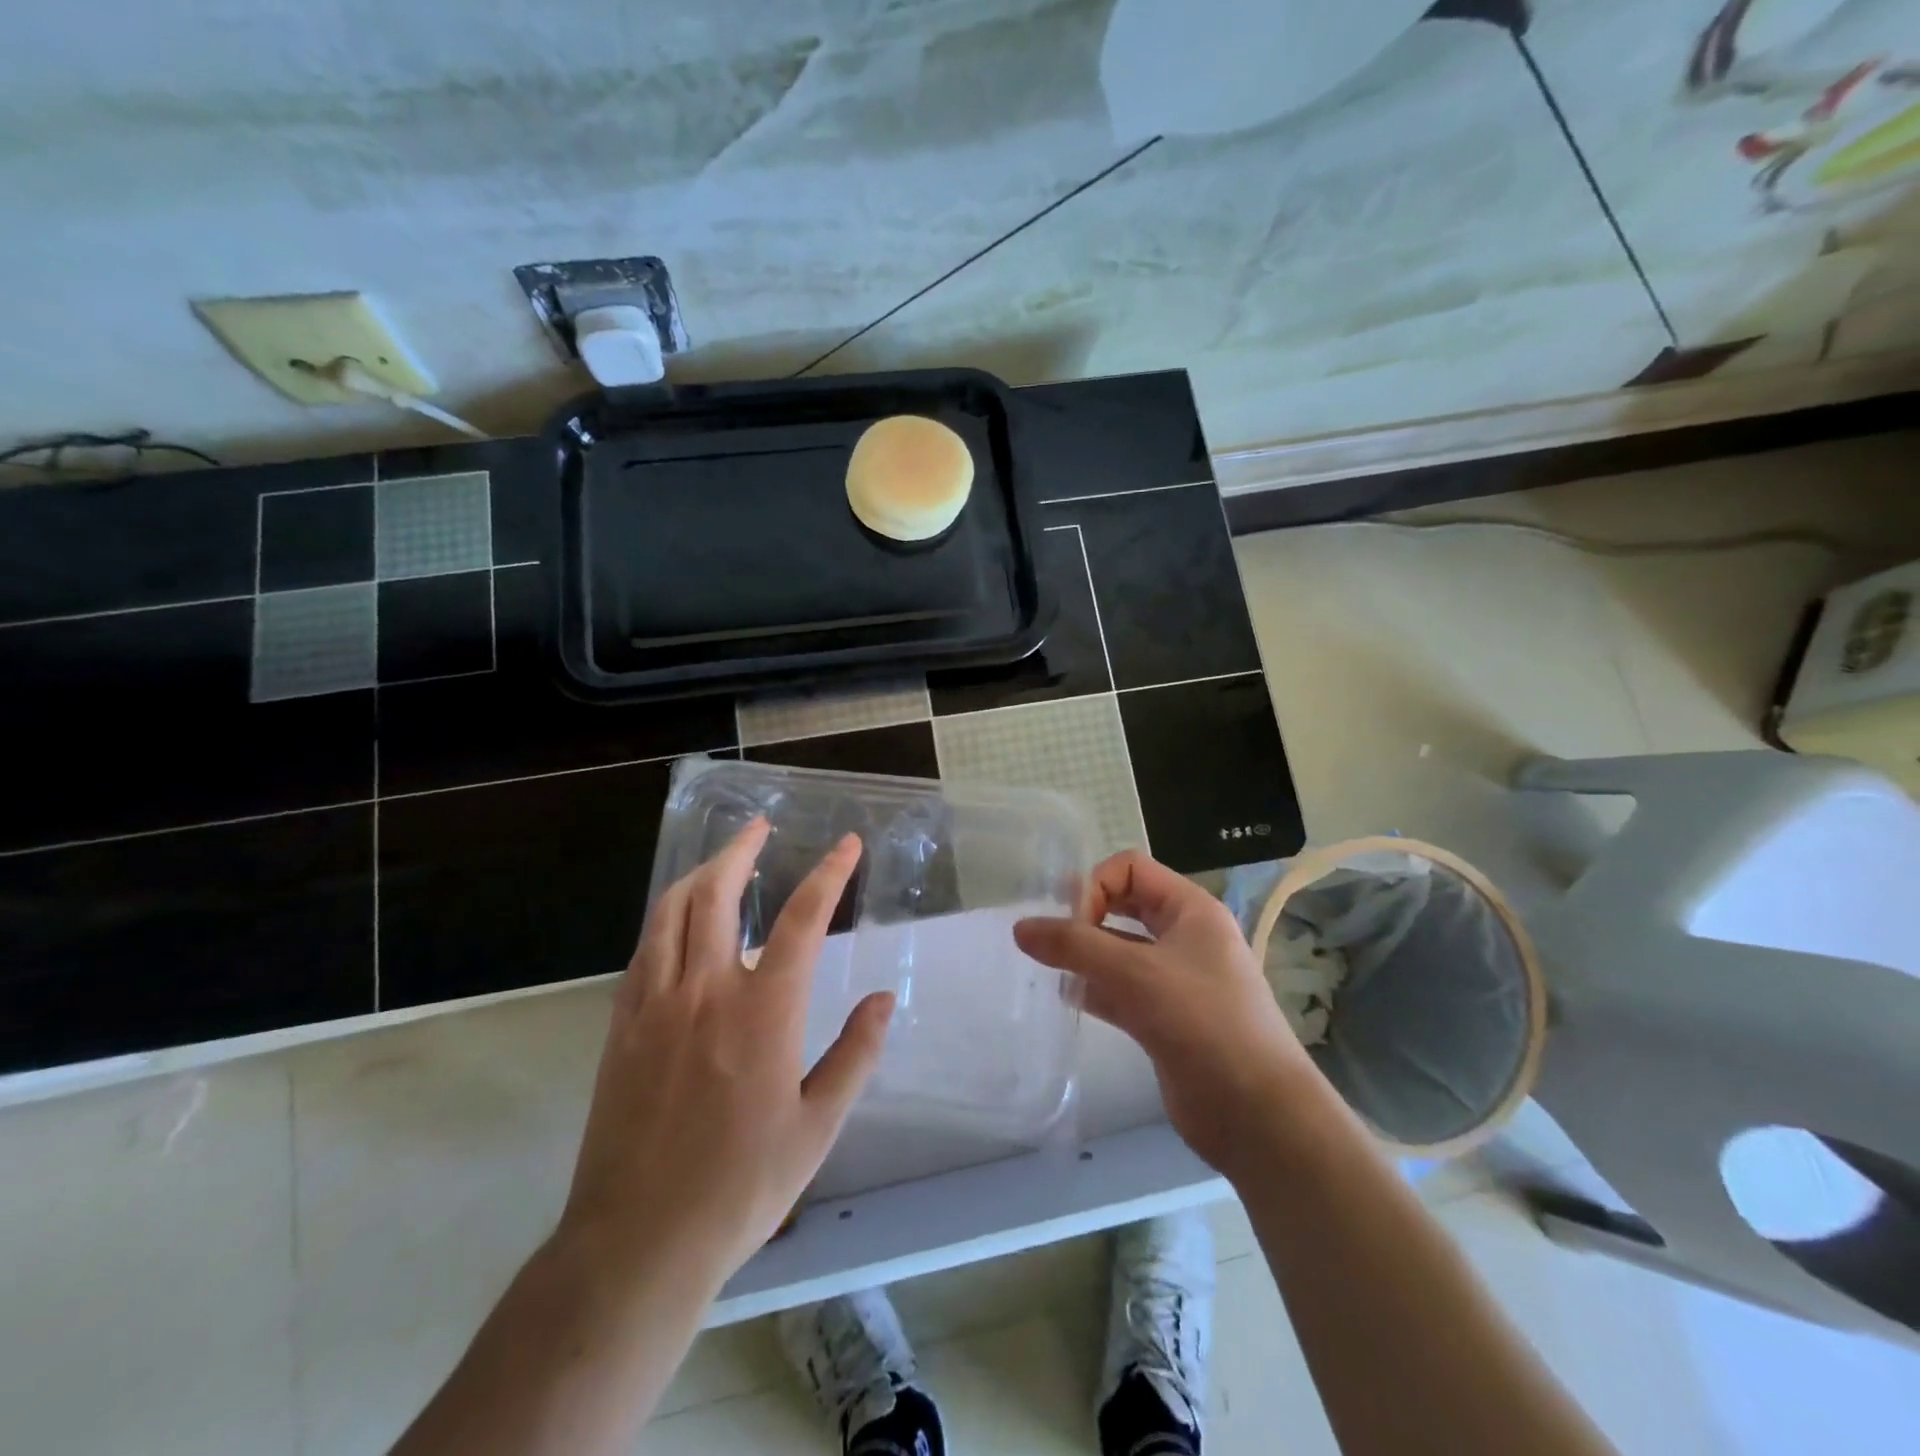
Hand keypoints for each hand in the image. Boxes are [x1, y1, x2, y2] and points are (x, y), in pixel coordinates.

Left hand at [560, 819, 893, 1283]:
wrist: (637, 1243)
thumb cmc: (741, 1187)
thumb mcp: (818, 1127)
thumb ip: (855, 1055)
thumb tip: (885, 1000)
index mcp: (763, 1011)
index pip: (802, 919)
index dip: (828, 874)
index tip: (845, 844)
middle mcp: (705, 991)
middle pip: (718, 893)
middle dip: (742, 850)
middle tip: (760, 827)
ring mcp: (655, 1004)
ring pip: (671, 911)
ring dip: (698, 873)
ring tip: (720, 860)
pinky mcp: (621, 1025)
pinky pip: (643, 949)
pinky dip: (665, 917)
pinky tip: (679, 921)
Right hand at [1014, 849, 1319, 1179]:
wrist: (1257, 1114)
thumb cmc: (1203, 1023)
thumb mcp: (1135, 973)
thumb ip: (1075, 946)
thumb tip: (1019, 927)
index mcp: (1191, 910)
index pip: (1130, 869)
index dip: (1095, 885)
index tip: (1071, 923)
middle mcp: (1185, 937)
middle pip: (1124, 906)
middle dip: (1086, 916)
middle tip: (1050, 939)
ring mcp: (1176, 980)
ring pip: (1119, 951)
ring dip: (1085, 954)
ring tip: (1049, 968)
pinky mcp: (1165, 1018)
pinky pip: (1121, 989)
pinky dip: (1094, 988)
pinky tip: (1067, 998)